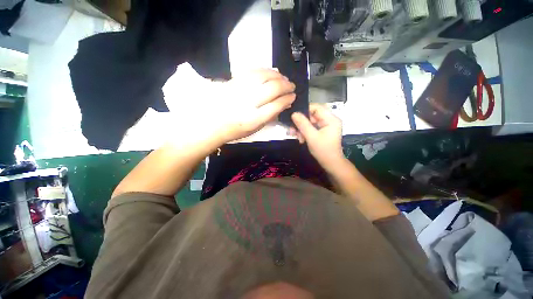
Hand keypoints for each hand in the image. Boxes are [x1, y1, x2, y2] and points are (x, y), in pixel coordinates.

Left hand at [214, 69, 295, 142]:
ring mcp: (240, 89)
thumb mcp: (255, 129)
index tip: (293, 96)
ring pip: (264, 76)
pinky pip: (253, 71)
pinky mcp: (234, 81)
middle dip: (286, 86)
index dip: (287, 99)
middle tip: (291, 86)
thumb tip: (284, 104)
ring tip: (284, 78)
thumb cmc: (235, 130)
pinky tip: (272, 72)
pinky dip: (265, 70)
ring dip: (277, 76)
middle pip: (272, 89)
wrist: (213, 122)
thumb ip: (270, 116)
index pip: (276, 105)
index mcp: (254, 119)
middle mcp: (248, 103)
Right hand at [289, 104, 343, 171]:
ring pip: (309, 122)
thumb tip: (294, 114)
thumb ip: (303, 124)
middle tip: (292, 130)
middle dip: (301, 123)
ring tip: (295, 136)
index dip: (304, 110)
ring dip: (301, 129)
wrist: (330, 164)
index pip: (316, 107)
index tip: (293, 117)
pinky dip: (304, 132)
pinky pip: (311, 128)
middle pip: (311, 115)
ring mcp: (325, 126)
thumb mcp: (311, 137)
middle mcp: (329, 120)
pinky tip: (300, 138)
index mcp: (331, 119)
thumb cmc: (323, 150)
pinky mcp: (322, 131)